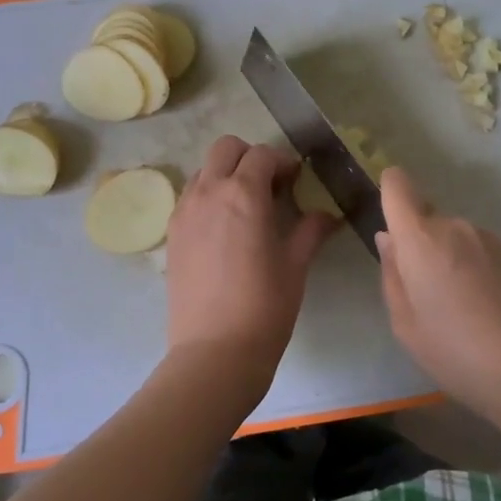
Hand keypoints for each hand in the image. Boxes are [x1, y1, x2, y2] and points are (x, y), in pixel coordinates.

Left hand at [165, 136, 337, 398]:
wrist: (215, 352)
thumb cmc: (265, 306)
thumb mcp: (296, 265)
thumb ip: (311, 230)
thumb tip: (327, 215)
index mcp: (243, 194)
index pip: (262, 155)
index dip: (283, 162)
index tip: (296, 181)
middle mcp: (209, 192)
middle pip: (226, 148)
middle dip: (250, 157)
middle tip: (270, 185)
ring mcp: (184, 212)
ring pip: (204, 170)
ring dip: (226, 175)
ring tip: (246, 207)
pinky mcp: (172, 233)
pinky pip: (190, 197)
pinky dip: (209, 196)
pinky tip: (225, 228)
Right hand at [376, 167, 500, 425]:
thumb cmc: (456, 353)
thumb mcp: (405, 324)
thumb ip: (392, 274)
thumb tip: (389, 240)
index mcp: (421, 239)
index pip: (398, 185)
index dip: (390, 193)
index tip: (391, 223)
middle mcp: (455, 226)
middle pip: (427, 218)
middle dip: (420, 245)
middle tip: (427, 293)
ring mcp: (489, 237)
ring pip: (454, 236)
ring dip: (450, 258)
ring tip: (461, 307)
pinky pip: (480, 250)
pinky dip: (475, 268)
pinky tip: (487, 309)